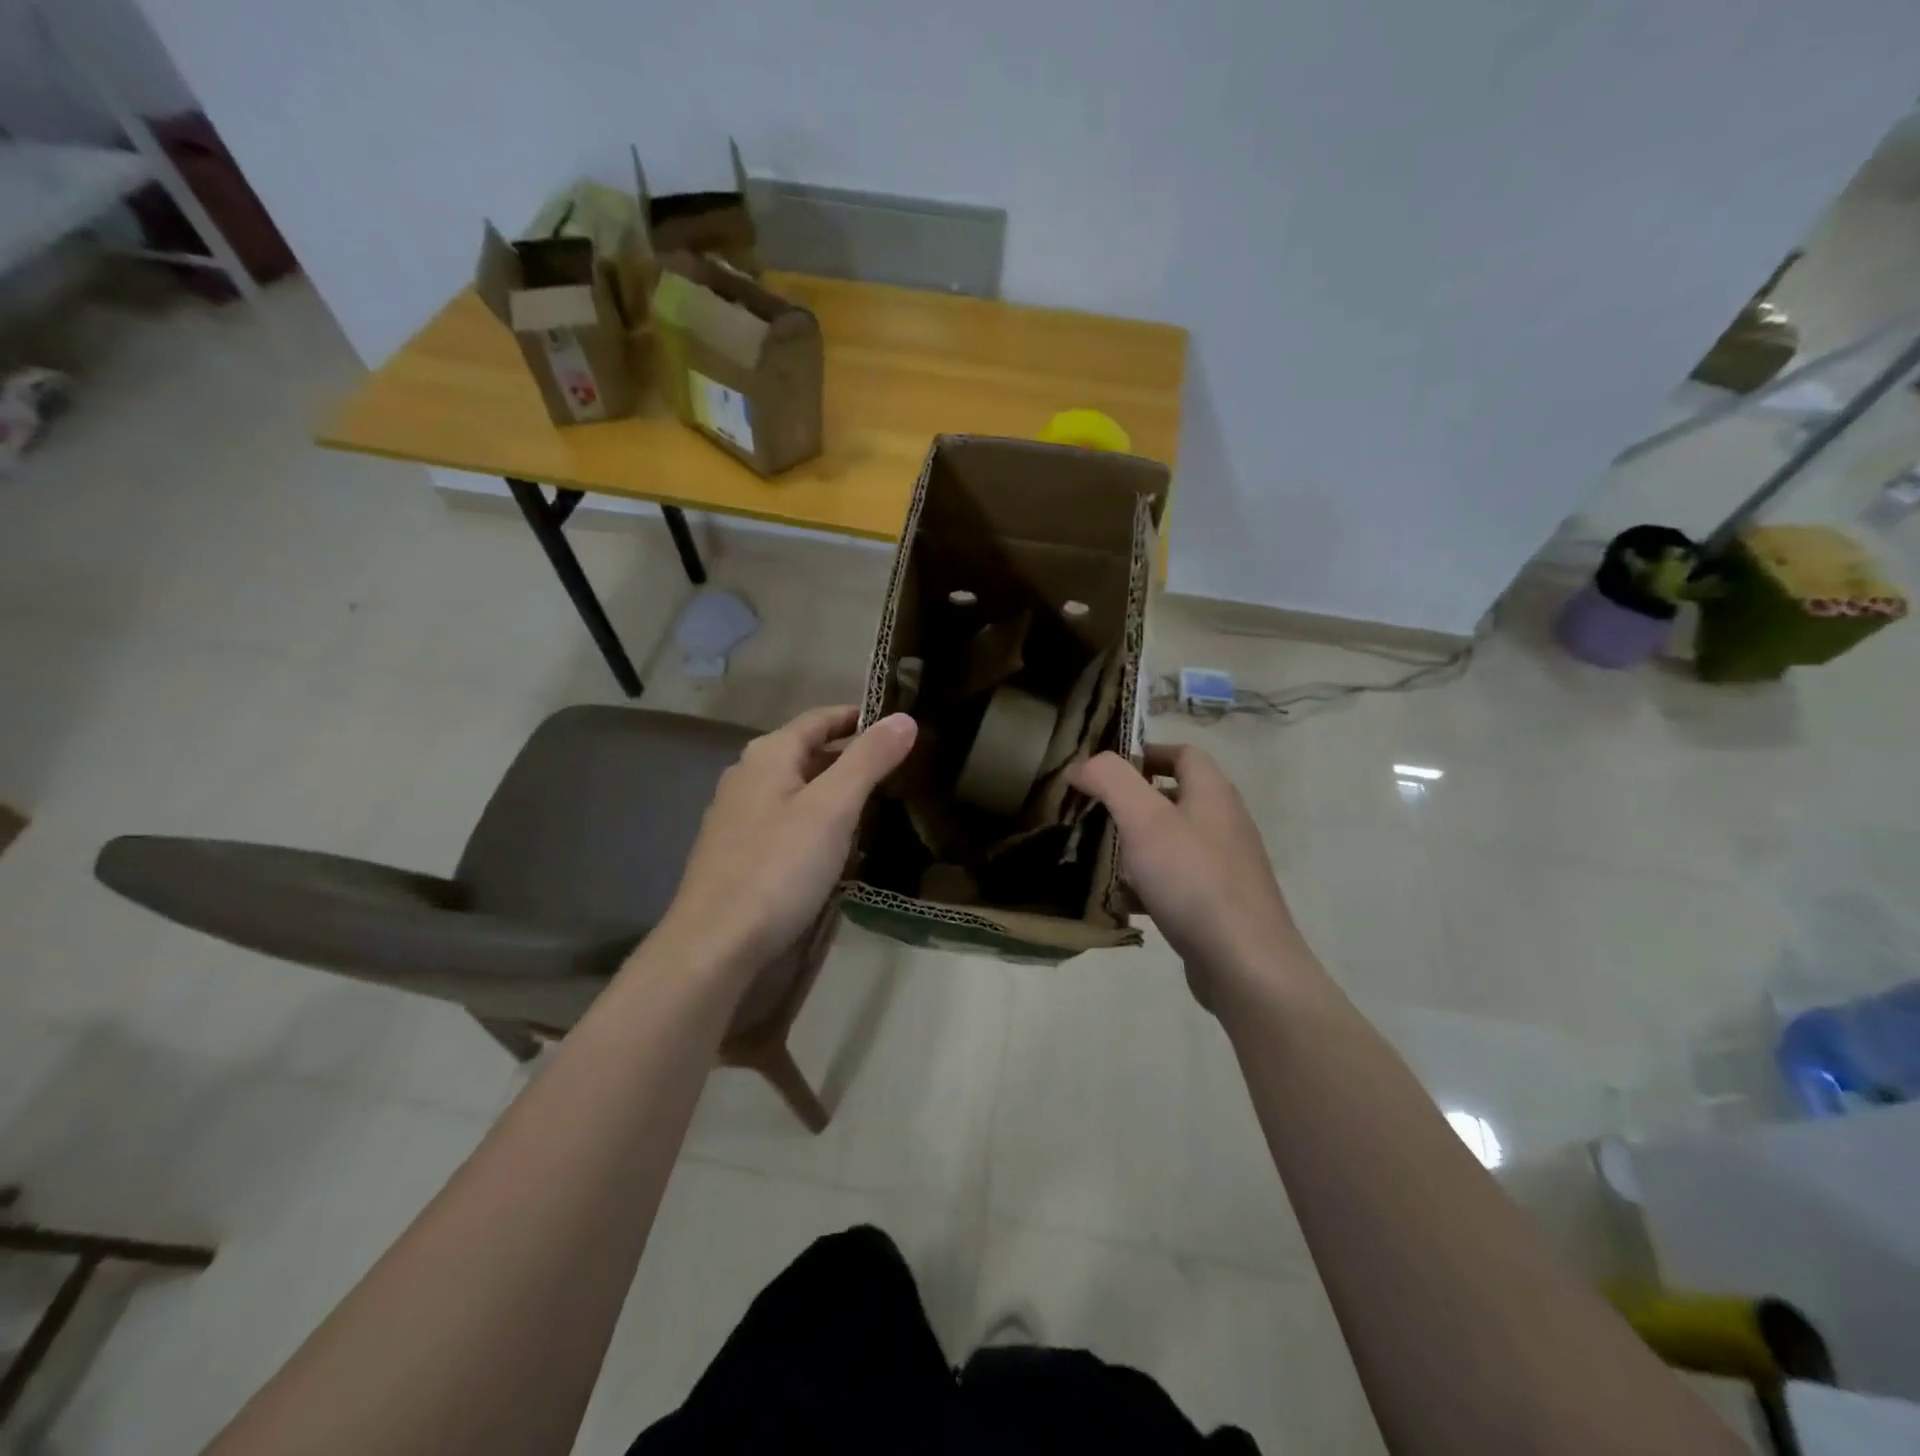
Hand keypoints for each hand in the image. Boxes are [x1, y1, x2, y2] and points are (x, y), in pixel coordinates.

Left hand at [657, 706, 916, 979]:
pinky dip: (819, 826)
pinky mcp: (741, 856)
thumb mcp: (833, 808)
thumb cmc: (778, 868)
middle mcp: (748, 778)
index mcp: (768, 756)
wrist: (716, 947)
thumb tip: (905, 718)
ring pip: (799, 792)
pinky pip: (789, 825)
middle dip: (853, 757)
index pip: (820, 719)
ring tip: (883, 806)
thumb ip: (869, 759)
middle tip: (902, 769)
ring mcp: (740, 819)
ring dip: (837, 794)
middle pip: (809, 754)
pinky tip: (842, 848)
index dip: (859, 717)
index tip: (900, 726)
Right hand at [1070, 744, 1319, 1013]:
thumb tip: (1081, 765)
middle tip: (1092, 814)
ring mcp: (1224, 866)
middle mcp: (1224, 823)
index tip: (1103, 771)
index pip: (1182, 753)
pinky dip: (1147, 885)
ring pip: (1171, 842)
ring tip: (1098, 858)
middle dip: (1130, 803)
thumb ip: (1110, 780)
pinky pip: (1176, 882)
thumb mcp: (1144, 819)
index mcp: (1213, 793)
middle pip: (1173, 797)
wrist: (1245, 964)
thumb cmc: (1192, 880)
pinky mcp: (1218, 904)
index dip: (1143, 753)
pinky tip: (1122, 902)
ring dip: (1135, 846)